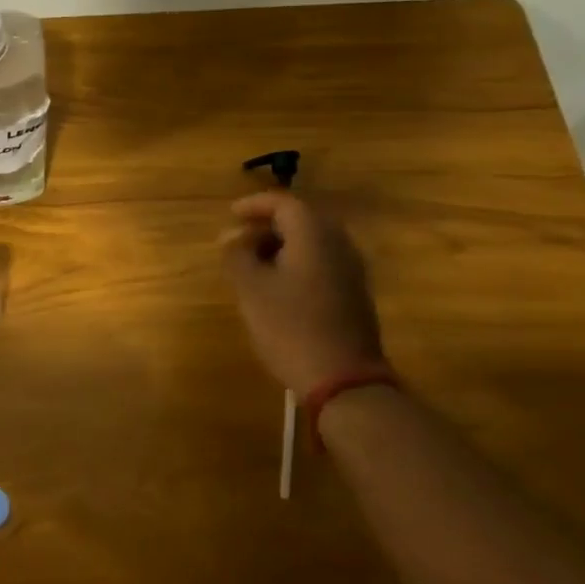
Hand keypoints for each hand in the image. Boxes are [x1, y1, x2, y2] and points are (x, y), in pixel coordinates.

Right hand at [222, 191, 383, 392]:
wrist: (343, 380)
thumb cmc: (290, 327)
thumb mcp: (251, 289)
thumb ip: (238, 255)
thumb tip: (231, 237)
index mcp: (314, 236)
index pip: (284, 203)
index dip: (254, 204)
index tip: (230, 214)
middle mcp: (339, 244)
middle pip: (302, 219)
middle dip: (268, 225)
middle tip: (239, 240)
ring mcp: (351, 270)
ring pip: (313, 242)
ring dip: (281, 245)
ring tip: (253, 264)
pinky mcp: (354, 294)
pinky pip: (322, 262)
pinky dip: (297, 262)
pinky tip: (277, 286)